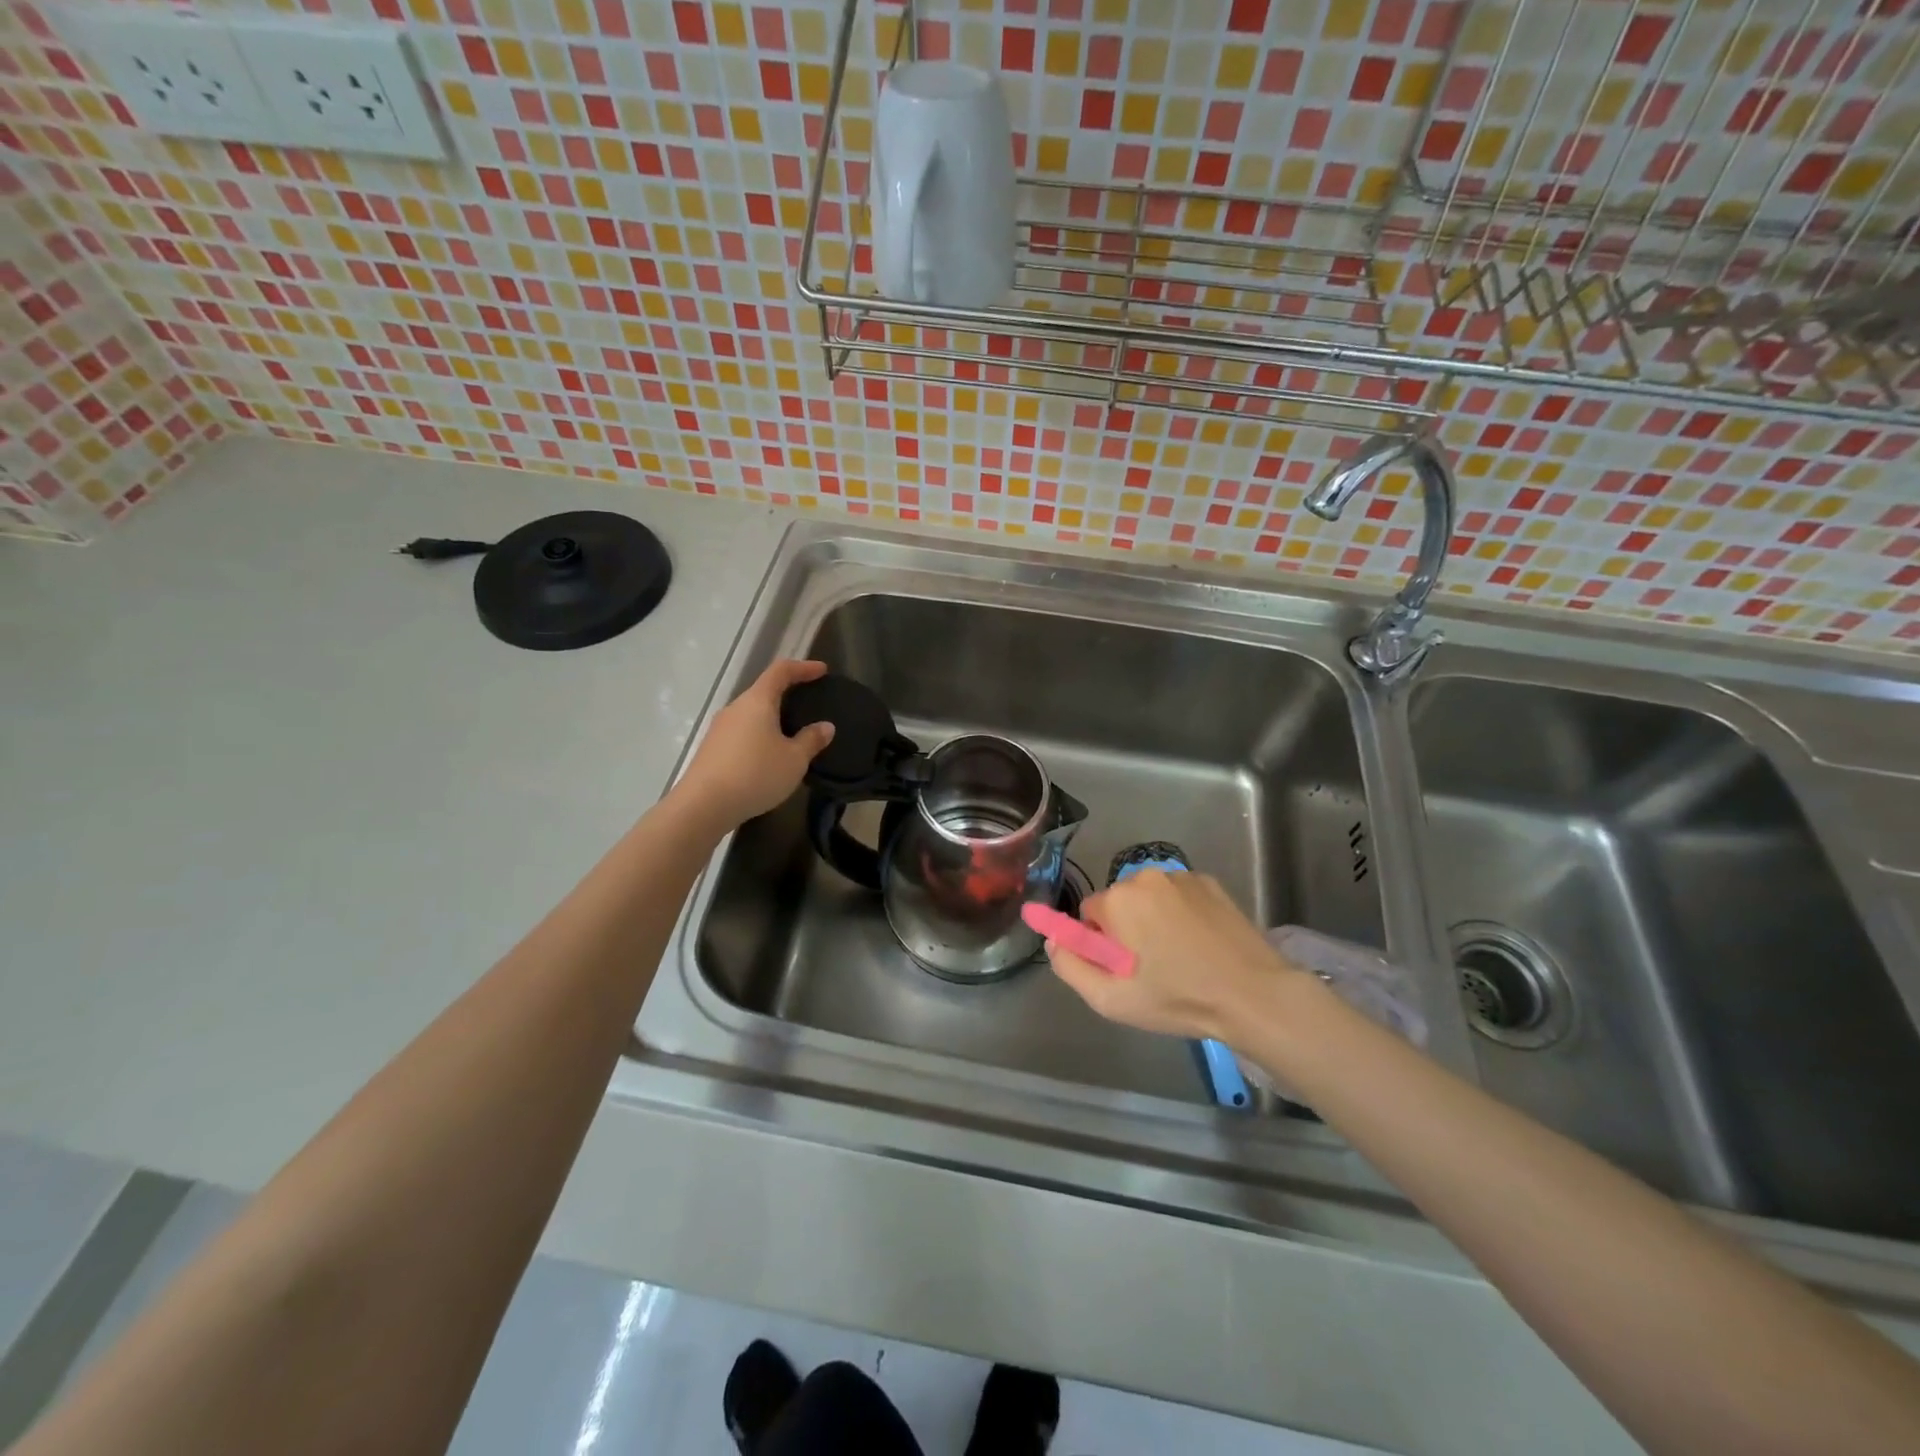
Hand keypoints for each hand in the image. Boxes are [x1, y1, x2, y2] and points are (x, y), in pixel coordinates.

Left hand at [676, 659, 834, 828]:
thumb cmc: (756, 774)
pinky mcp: (712, 748)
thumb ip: (811, 740)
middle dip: (787, 694)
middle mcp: (735, 708)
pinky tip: (768, 755)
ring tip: (791, 733)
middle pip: (763, 691)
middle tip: (808, 704)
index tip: (822, 670)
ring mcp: (719, 728)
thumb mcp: (794, 760)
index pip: (781, 672)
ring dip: (772, 718)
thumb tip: (825, 726)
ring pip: (751, 714)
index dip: (803, 668)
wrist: (703, 805)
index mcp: (757, 701)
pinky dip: (759, 735)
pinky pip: (741, 732)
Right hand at [1046, 870, 1300, 1041]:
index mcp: (1118, 900)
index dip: (1100, 943)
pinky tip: (1200, 942)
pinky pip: (1178, 895)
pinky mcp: (1210, 882)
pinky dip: (1181, 913)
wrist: (1253, 994)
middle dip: (1126, 929)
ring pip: (1149, 897)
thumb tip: (1053, 940)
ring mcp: (1181, 876)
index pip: (1088, 913)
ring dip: (1153, 919)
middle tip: (1150, 967)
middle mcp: (1145, 877)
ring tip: (1179, 956)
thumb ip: (1070, 967)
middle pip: (1119, 902)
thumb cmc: (1178, 999)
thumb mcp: (1111, 1000)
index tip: (1122, 968)